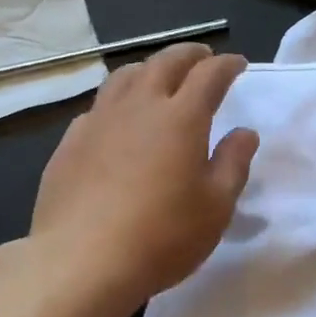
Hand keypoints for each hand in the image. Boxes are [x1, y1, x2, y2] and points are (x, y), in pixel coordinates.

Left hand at [28, 42, 257, 316]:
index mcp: (181, 117)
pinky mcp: (71, 143)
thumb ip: (234, 164)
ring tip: (159, 77)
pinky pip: (98, 106)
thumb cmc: (162, 236)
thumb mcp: (216, 207)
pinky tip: (117, 120)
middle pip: (165, 62)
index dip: (226, 65)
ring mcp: (99, 121)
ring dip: (149, 68)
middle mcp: (140, 107)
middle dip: (189, 54)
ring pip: (125, 76)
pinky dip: (117, 101)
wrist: (80, 262)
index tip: (238, 64)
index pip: (209, 75)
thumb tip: (244, 132)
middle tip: (202, 57)